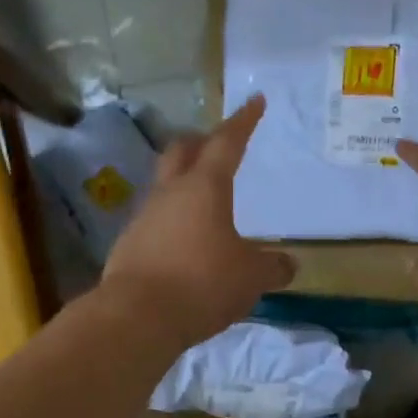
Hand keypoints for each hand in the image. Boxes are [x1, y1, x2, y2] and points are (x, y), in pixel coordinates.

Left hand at [101, 98, 295, 346]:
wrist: (137, 316)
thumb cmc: (203, 283)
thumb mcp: (251, 278)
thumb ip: (272, 268)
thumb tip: (288, 264)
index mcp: (205, 188)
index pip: (227, 143)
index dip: (243, 122)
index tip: (254, 101)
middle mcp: (170, 194)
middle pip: (182, 152)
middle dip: (202, 143)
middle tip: (218, 145)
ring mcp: (144, 218)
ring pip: (165, 187)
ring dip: (184, 185)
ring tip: (205, 203)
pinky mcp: (129, 246)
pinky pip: (156, 222)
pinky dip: (173, 222)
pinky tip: (185, 244)